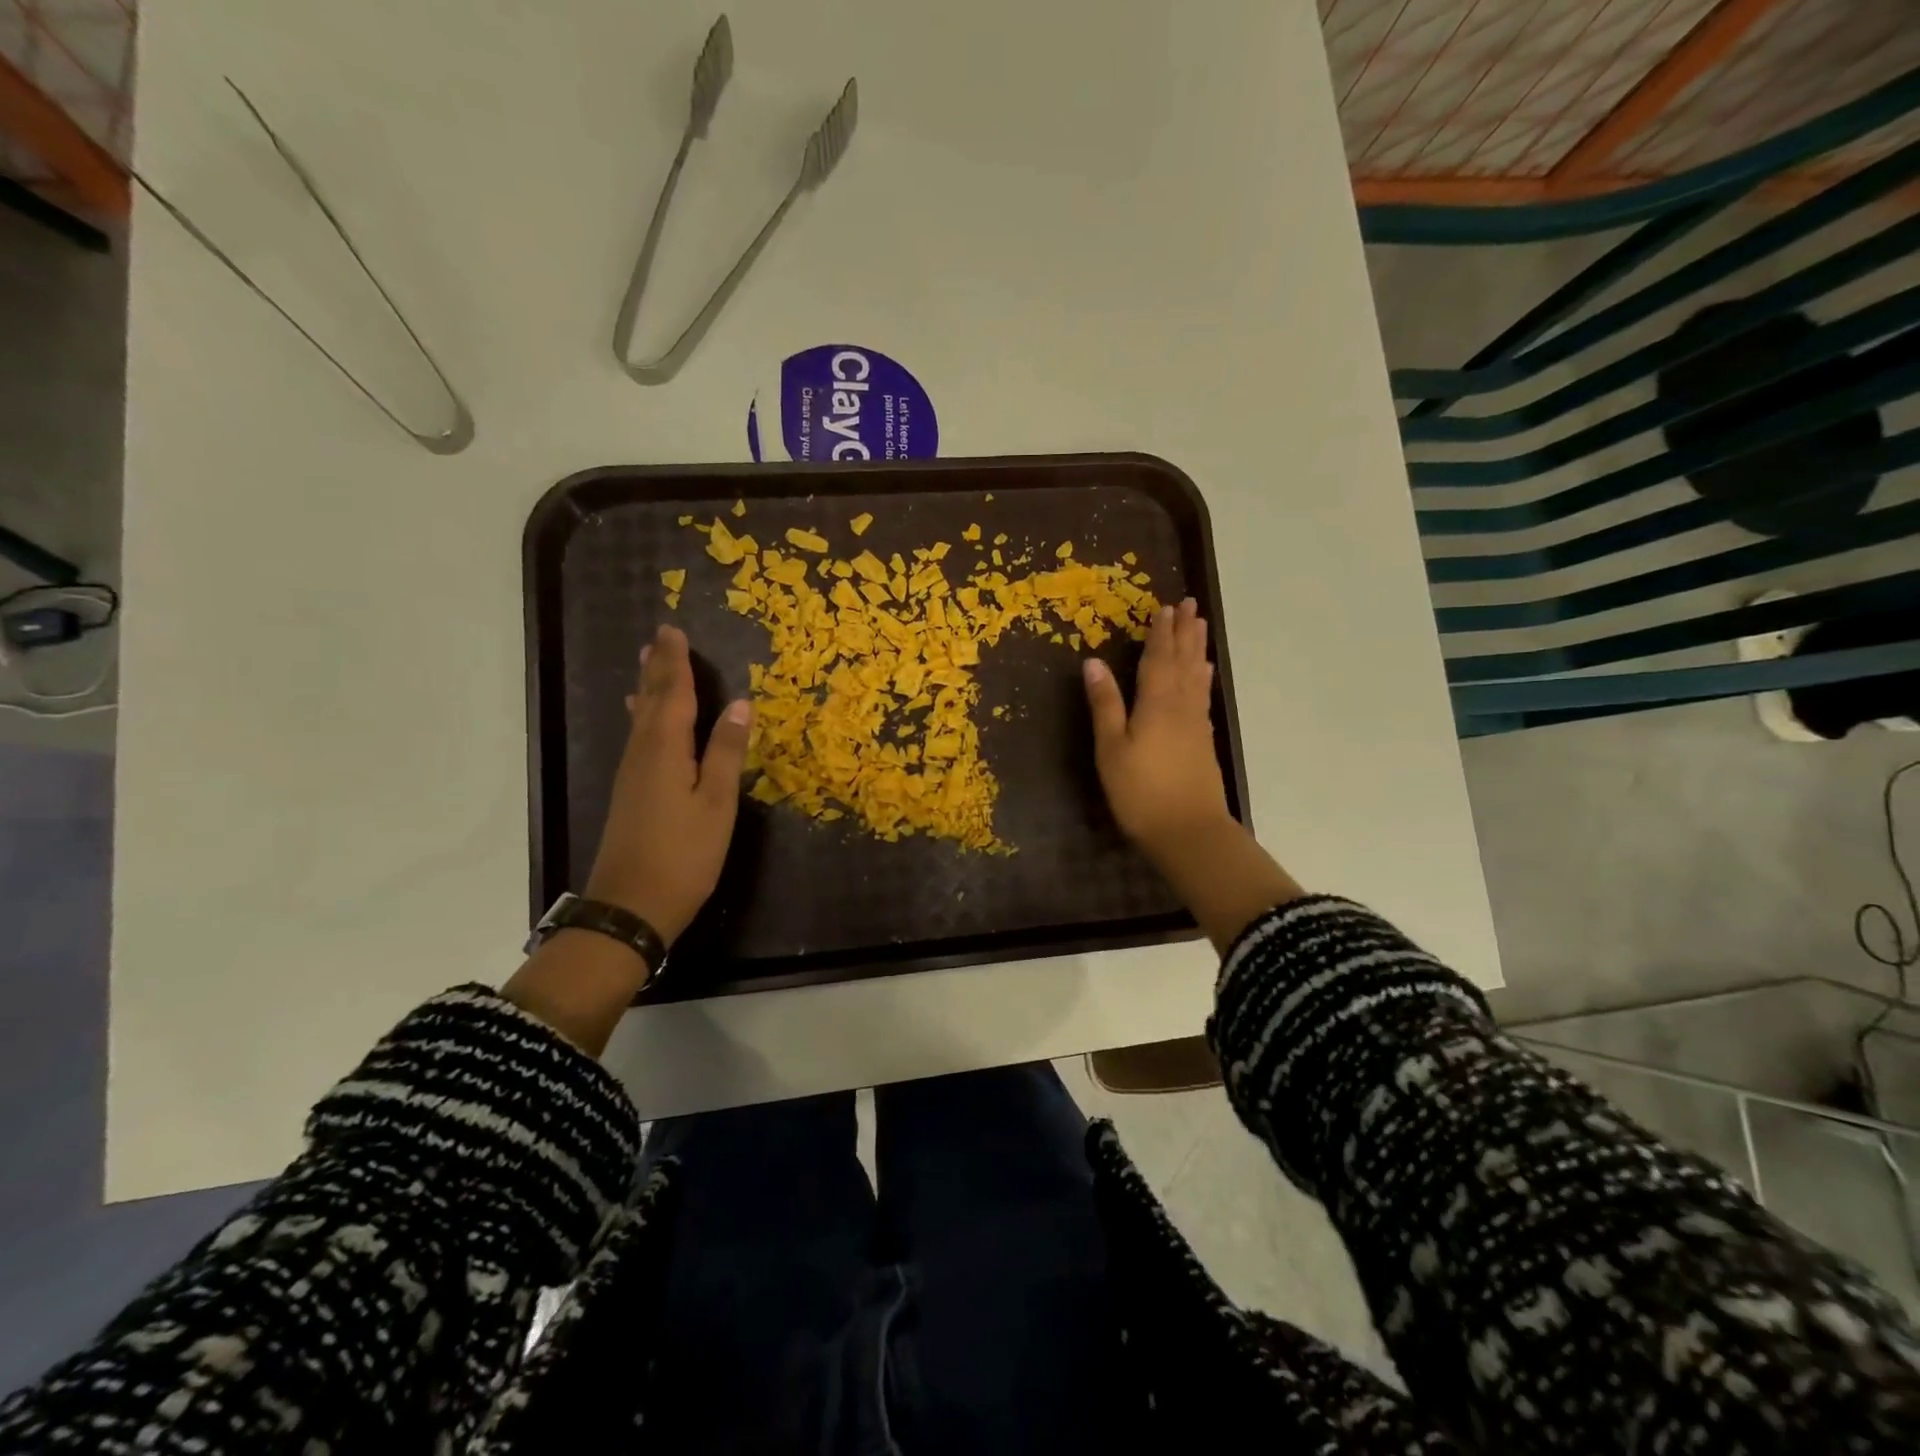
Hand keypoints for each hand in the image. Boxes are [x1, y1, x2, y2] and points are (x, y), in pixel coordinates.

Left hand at [585, 624, 752, 943]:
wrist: (631, 906)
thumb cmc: (684, 854)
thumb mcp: (716, 804)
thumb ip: (726, 752)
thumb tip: (740, 704)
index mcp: (666, 750)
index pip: (674, 694)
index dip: (677, 663)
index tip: (674, 631)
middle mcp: (643, 754)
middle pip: (651, 701)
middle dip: (658, 668)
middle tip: (659, 637)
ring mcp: (632, 774)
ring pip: (640, 719)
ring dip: (647, 688)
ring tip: (648, 664)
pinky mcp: (630, 793)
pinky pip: (638, 737)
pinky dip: (643, 716)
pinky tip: (640, 719)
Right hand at [1084, 598, 1304, 951]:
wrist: (1188, 831)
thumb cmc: (1140, 791)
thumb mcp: (1111, 748)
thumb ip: (1105, 704)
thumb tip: (1092, 662)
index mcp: (1156, 702)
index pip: (1158, 658)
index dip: (1160, 632)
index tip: (1164, 607)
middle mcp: (1180, 705)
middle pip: (1183, 660)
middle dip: (1184, 632)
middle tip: (1190, 604)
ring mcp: (1195, 723)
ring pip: (1196, 675)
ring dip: (1196, 648)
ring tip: (1200, 626)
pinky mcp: (1202, 740)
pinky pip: (1202, 695)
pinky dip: (1202, 677)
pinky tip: (1203, 674)